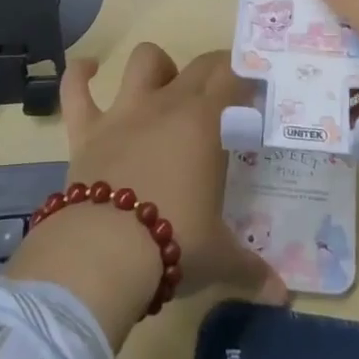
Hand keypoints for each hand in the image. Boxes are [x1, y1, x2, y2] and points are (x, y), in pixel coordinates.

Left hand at [7, 45, 287, 347]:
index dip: (245, 76)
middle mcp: (166, 105)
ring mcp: (123, 113)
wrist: (103, 253)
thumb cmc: (174, 245)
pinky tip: (86, 67)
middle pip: (197, 66)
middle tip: (224, 91)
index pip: (233, 78)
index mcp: (205, 123)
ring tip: (164, 81)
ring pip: (142, 62)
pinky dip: (78, 74)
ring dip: (156, 65)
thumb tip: (283, 296)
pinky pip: (76, 90)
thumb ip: (252, 269)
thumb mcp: (219, 258)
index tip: (254, 89)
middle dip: (215, 69)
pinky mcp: (86, 130)